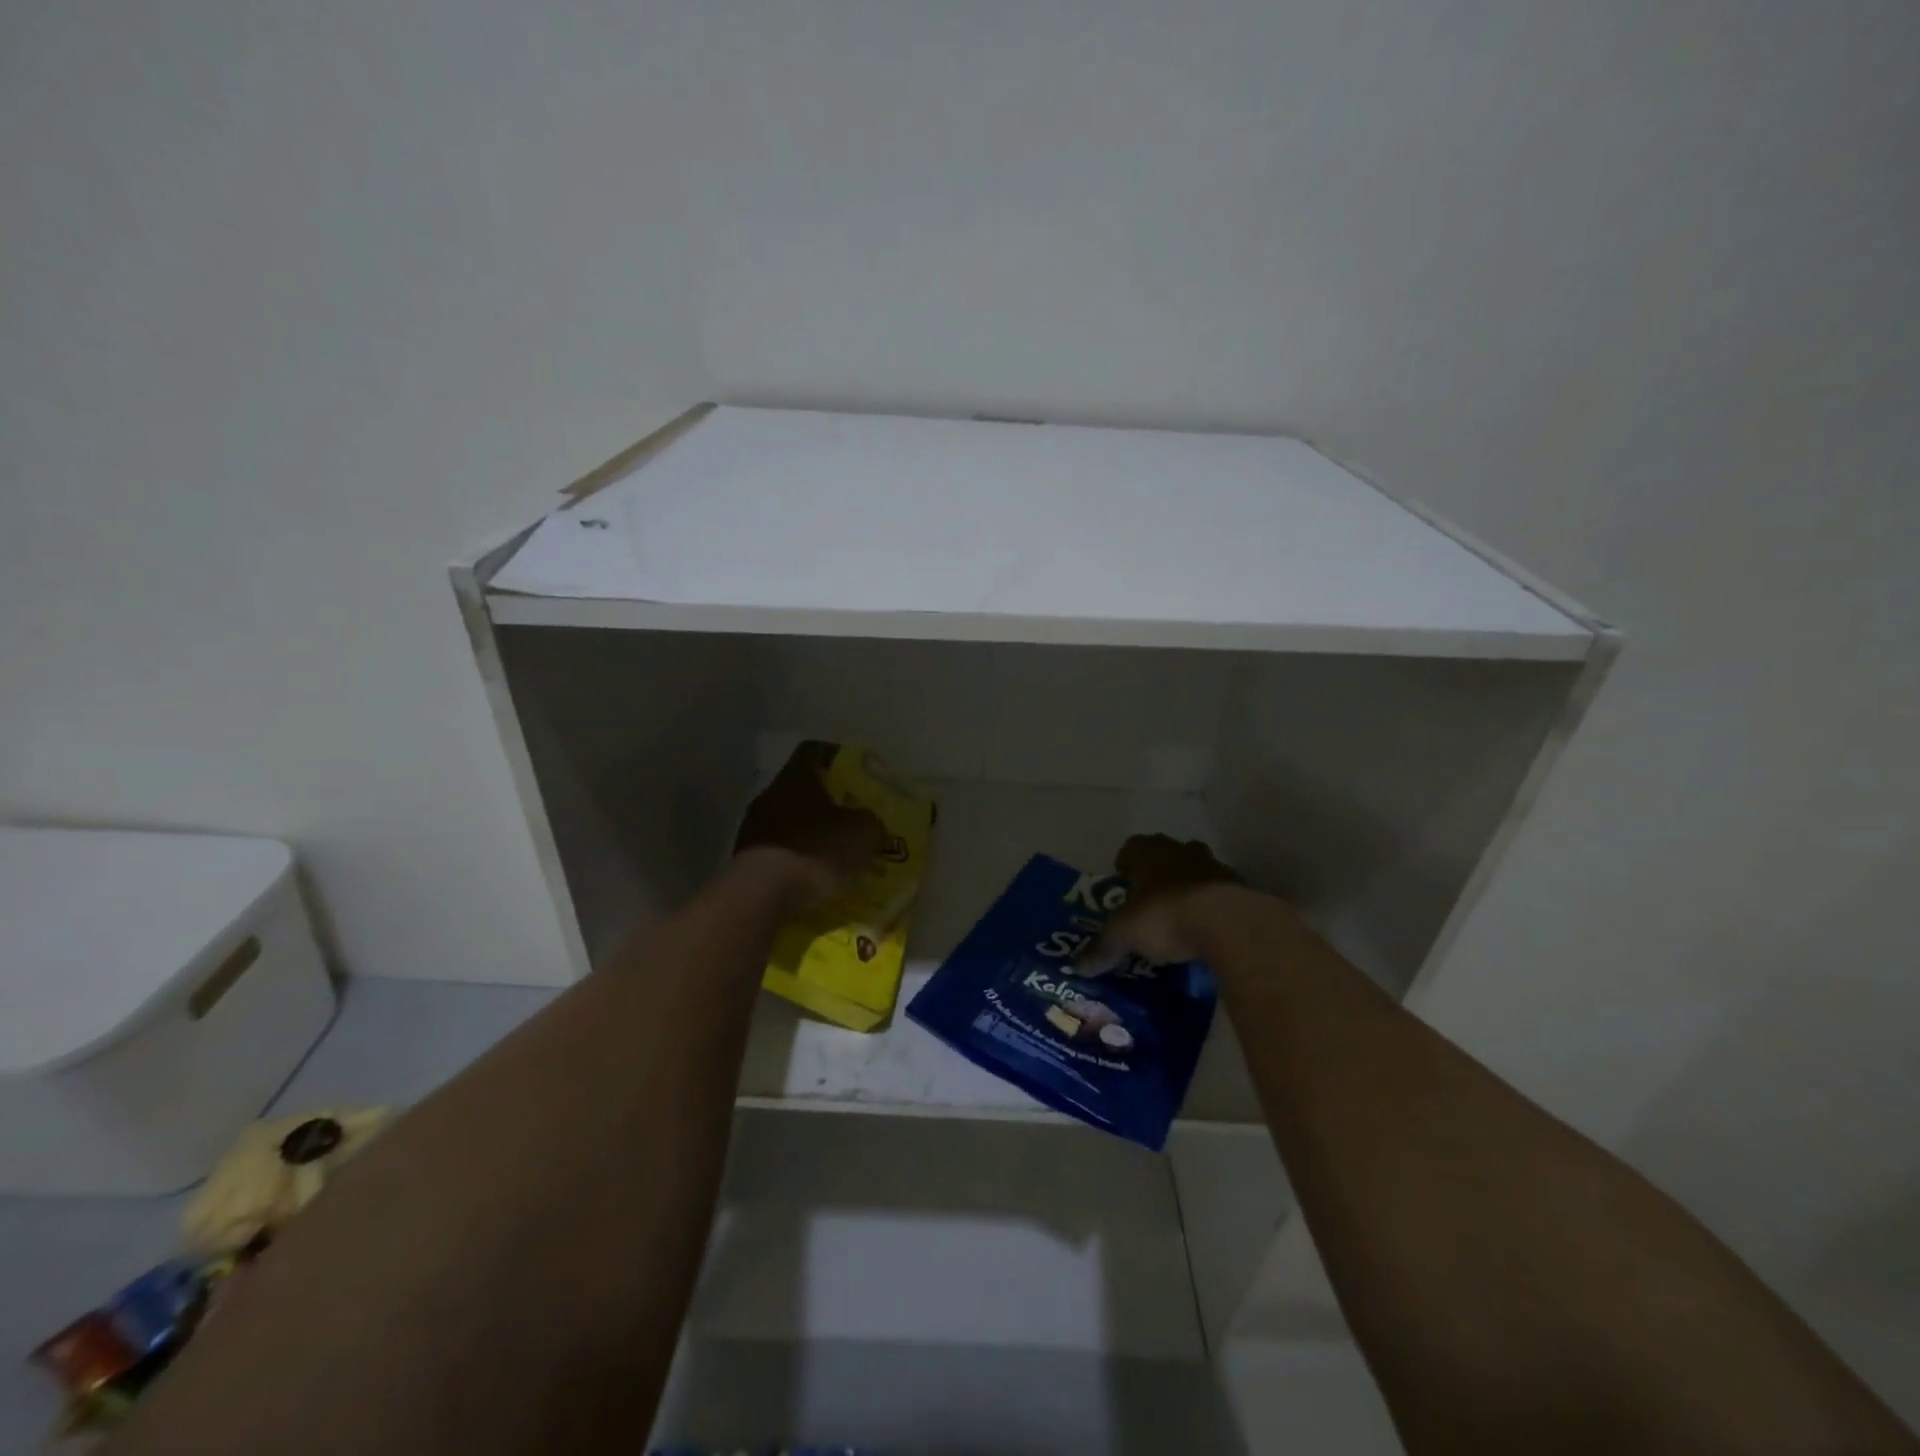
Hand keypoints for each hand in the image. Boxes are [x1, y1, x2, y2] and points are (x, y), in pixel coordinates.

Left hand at [733, 741, 885, 909]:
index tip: (857, 771)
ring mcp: (753, 829)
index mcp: (796, 777)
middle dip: (829, 803)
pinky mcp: (746, 861)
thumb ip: (871, 822)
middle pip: (802, 789)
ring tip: (838, 855)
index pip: (814, 751)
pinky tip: (816, 878)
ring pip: (790, 823)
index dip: (837, 757)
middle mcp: (770, 795)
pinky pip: (780, 853)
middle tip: (855, 818)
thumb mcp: (862, 833)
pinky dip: (798, 860)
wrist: (762, 894)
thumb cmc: (816, 849)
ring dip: (813, 834)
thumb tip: (871, 823)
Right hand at [1078, 833, 1242, 972]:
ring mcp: (1214, 867)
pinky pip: (1220, 894)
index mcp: (1149, 852)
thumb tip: (1078, 967)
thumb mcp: (1124, 934)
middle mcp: (1181, 851)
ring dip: (1187, 888)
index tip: (1122, 884)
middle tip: (1148, 901)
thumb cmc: (1164, 916)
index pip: (1131, 848)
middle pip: (1165, 856)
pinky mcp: (1240, 889)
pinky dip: (1212, 907)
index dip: (1125, 865)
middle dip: (1157, 875)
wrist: (1227, 924)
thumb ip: (1102, 948)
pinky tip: (1206, 931)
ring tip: (1179, 918)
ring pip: (1195, 872)